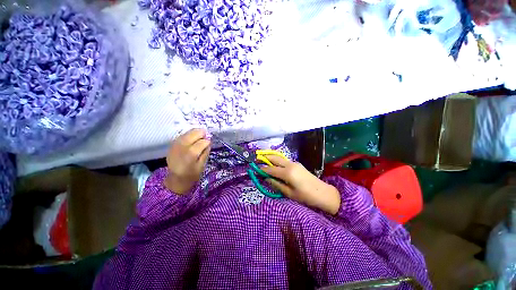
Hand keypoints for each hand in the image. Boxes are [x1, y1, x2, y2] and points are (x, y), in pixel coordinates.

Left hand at [164, 129, 210, 193]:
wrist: (175, 179)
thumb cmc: (191, 174)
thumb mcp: (202, 165)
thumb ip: (205, 153)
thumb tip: (208, 142)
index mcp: (191, 154)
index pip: (203, 141)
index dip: (208, 142)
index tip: (209, 144)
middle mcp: (183, 146)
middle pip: (194, 133)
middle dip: (202, 134)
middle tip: (205, 138)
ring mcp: (176, 144)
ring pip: (188, 132)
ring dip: (195, 133)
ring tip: (199, 138)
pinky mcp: (173, 144)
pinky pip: (183, 135)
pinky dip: (189, 135)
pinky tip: (192, 140)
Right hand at [261, 156, 340, 214]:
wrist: (323, 193)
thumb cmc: (306, 196)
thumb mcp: (289, 193)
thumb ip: (276, 184)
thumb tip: (266, 179)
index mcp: (287, 173)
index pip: (270, 169)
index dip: (262, 169)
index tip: (254, 168)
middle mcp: (290, 165)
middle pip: (274, 158)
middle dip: (265, 158)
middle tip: (256, 159)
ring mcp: (294, 163)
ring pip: (279, 158)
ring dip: (271, 158)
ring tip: (263, 160)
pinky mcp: (297, 164)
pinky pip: (284, 161)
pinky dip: (277, 161)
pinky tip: (274, 165)